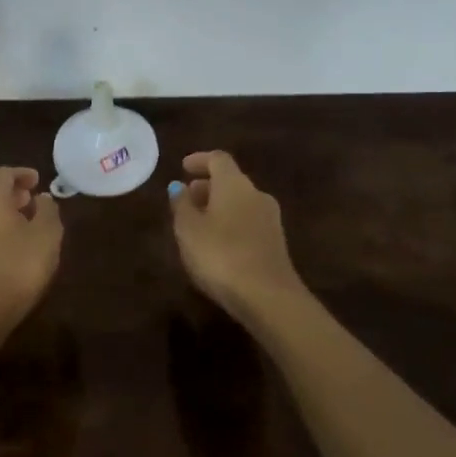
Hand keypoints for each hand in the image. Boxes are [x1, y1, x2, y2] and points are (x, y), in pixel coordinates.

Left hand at [0, 167, 63, 331]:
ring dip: (5, 213)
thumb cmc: (17, 266)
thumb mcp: (46, 235)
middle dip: (14, 194)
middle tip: (34, 201)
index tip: (38, 180)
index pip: (4, 174)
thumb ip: (48, 210)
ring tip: (27, 225)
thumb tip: (42, 198)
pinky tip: (13, 247)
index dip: (23, 174)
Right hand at [170, 150, 306, 323]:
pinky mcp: (276, 243)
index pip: (218, 159)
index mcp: (234, 184)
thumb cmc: (220, 255)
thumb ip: (181, 204)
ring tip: (197, 224)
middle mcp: (256, 194)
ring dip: (219, 207)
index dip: (199, 160)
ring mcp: (270, 219)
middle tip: (186, 199)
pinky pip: (248, 222)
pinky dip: (231, 224)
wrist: (268, 297)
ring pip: (240, 203)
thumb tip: (179, 187)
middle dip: (207, 186)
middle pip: (231, 181)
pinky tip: (217, 244)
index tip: (183, 168)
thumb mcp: (188, 229)